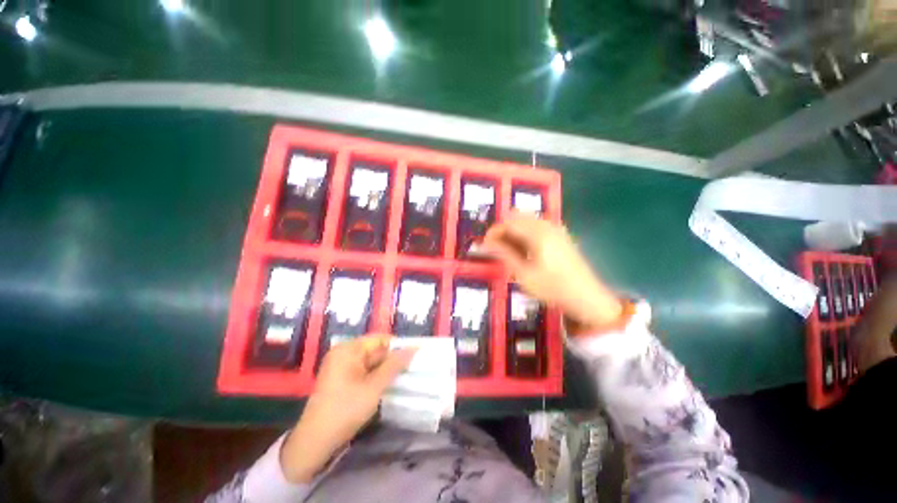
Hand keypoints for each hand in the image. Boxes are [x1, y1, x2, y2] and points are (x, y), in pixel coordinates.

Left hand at [280, 335, 415, 482]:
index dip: (398, 345)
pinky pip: (365, 370)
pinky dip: (377, 376)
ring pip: (372, 361)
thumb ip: (394, 365)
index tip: (414, 356)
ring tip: (404, 376)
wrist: (315, 443)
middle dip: (393, 359)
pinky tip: (388, 384)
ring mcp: (342, 366)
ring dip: (386, 369)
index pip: (380, 338)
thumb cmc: (345, 410)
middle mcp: (344, 353)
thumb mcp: (374, 387)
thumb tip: (414, 347)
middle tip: (412, 368)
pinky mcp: (342, 378)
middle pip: (376, 349)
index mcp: (349, 349)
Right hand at [483, 212, 622, 327]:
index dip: (494, 231)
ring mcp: (556, 229)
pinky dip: (524, 234)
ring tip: (507, 251)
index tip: (485, 245)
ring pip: (526, 221)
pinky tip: (523, 251)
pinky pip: (536, 227)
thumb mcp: (524, 273)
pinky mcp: (560, 235)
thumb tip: (487, 243)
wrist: (586, 297)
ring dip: (513, 232)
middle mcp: (547, 225)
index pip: (509, 222)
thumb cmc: (552, 287)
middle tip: (495, 248)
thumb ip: (505, 254)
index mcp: (538, 233)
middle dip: (503, 230)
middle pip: (517, 217)